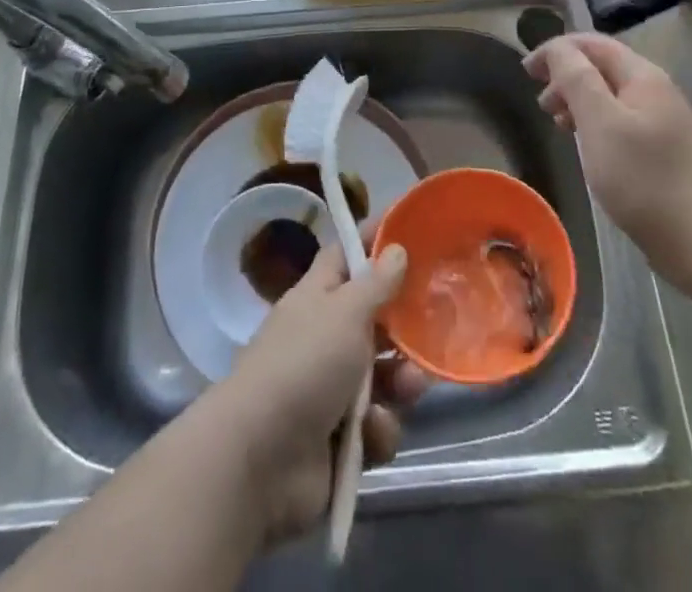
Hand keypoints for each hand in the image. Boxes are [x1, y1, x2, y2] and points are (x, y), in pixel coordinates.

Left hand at [203, 236, 429, 545]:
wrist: (260, 461)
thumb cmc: (304, 365)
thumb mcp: (345, 312)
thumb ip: (376, 283)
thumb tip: (396, 248)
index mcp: (317, 298)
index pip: (345, 257)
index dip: (373, 242)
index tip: (409, 231)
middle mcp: (324, 338)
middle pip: (374, 321)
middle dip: (404, 329)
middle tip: (431, 328)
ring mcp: (331, 390)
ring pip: (383, 376)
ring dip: (401, 383)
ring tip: (409, 389)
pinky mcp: (340, 439)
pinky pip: (375, 425)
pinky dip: (379, 429)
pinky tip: (372, 433)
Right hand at [524, 32, 691, 282]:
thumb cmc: (643, 177)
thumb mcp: (600, 122)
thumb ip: (576, 78)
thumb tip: (557, 48)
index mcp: (642, 76)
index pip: (592, 44)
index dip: (556, 50)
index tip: (526, 71)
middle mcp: (655, 91)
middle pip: (602, 67)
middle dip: (566, 75)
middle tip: (540, 103)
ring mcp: (662, 122)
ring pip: (610, 96)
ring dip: (578, 100)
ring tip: (557, 123)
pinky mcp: (662, 151)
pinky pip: (620, 122)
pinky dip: (595, 123)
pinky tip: (586, 146)